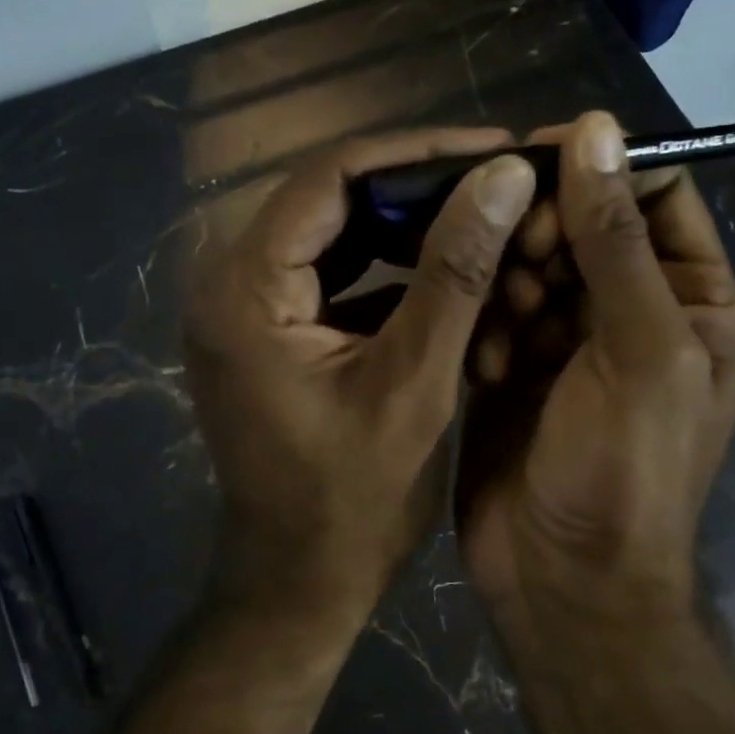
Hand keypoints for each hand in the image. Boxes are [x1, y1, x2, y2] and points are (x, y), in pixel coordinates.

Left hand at [186, 128, 537, 613]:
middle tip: (498, 184)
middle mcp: (231, 284)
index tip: (493, 148)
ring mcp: (247, 311)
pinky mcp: (270, 335)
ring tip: (484, 219)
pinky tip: (449, 272)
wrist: (299, 584)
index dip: (416, 152)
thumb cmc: (353, 501)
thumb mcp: (414, 382)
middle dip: (417, 190)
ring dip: (407, 230)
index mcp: (246, 288)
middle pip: (330, 201)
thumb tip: (502, 175)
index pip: (330, 178)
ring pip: (336, 237)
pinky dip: (390, 273)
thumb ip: (455, 272)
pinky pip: (334, 279)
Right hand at [456, 112, 734, 626]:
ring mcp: (566, 341)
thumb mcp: (638, 349)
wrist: (563, 580)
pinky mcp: (512, 366)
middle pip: (583, 225)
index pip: (655, 195)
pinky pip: (494, 311)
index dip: (601, 167)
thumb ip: (616, 240)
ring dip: (507, 280)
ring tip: (500, 326)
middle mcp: (632, 312)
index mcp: (691, 300)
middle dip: (542, 230)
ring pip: (529, 265)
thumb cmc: (622, 470)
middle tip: (508, 253)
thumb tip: (596, 128)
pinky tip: (484, 363)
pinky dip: (485, 323)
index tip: (535, 159)